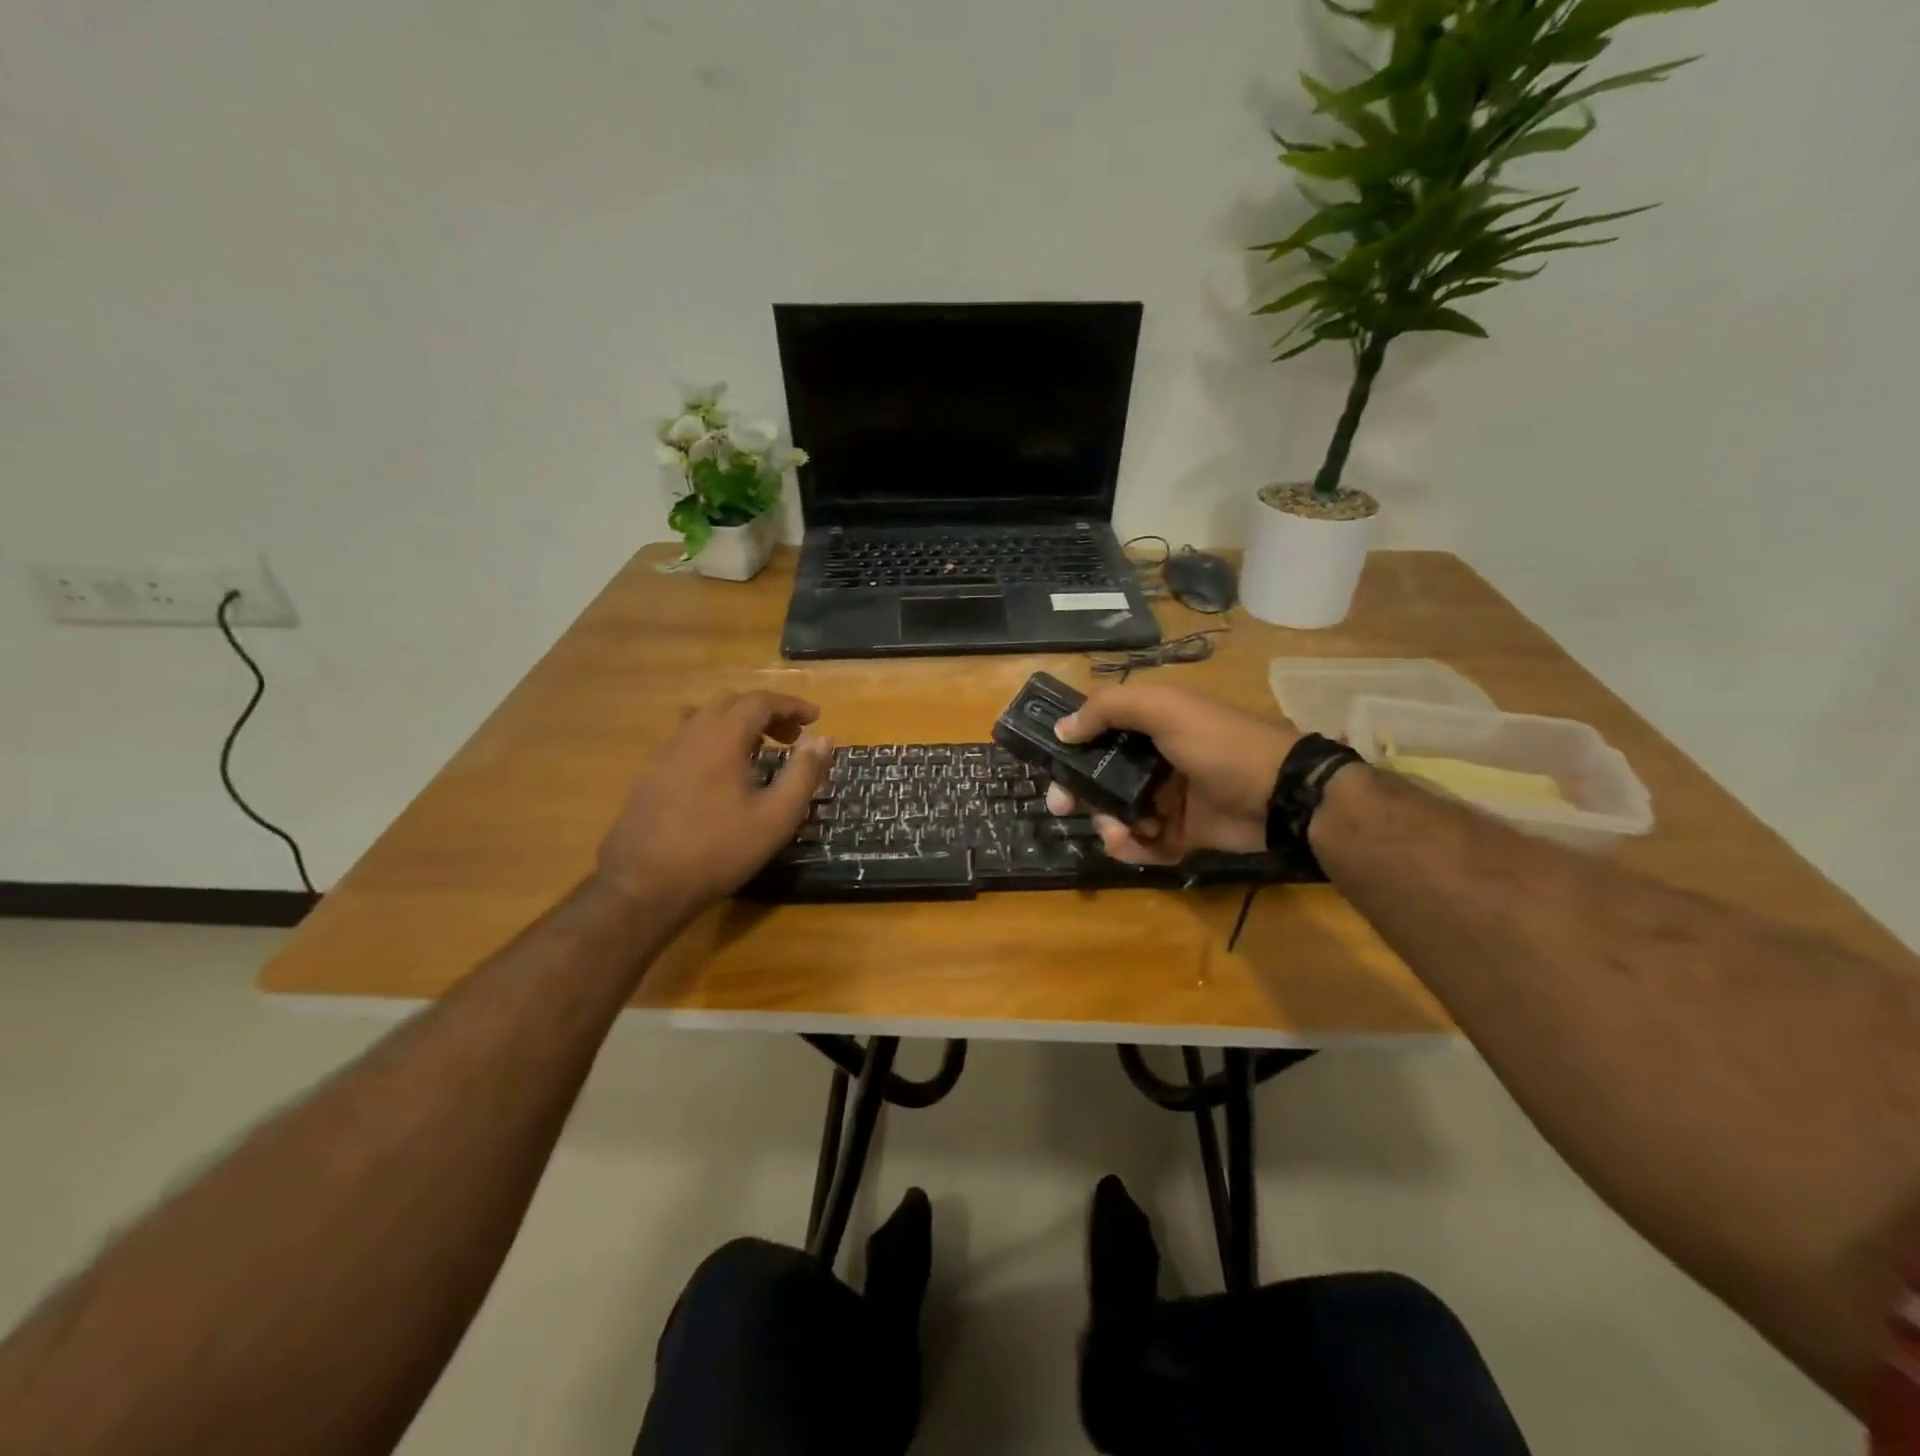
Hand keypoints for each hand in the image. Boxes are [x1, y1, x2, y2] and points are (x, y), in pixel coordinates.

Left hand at [596, 691, 830, 907]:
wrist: (644, 884)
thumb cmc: (719, 850)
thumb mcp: (776, 817)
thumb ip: (803, 774)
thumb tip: (823, 740)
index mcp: (723, 737)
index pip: (760, 701)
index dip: (791, 705)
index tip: (815, 718)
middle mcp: (690, 733)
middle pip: (731, 702)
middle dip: (766, 713)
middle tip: (792, 739)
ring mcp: (664, 752)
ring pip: (704, 717)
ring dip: (736, 723)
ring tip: (757, 750)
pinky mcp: (649, 773)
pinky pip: (685, 738)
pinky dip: (712, 739)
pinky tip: (720, 773)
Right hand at [1045, 684, 1297, 864]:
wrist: (1280, 795)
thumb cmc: (1219, 744)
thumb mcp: (1165, 709)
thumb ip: (1110, 708)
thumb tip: (1063, 728)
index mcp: (1151, 726)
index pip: (1098, 734)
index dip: (1071, 748)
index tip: (1050, 765)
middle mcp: (1155, 760)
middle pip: (1101, 778)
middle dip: (1078, 793)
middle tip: (1061, 807)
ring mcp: (1169, 799)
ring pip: (1118, 814)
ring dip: (1108, 824)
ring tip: (1118, 832)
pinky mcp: (1182, 834)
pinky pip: (1144, 844)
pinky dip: (1134, 848)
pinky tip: (1135, 845)